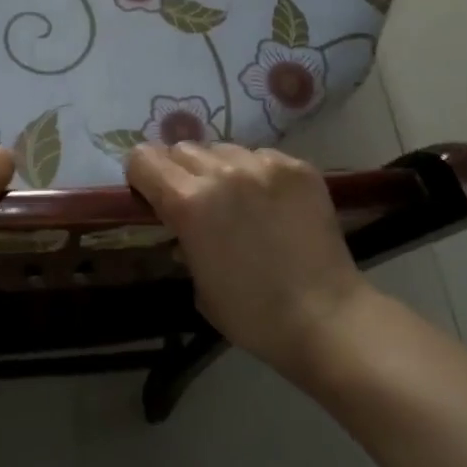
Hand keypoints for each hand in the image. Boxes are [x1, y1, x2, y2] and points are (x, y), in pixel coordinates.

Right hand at [126, 143, 369, 379]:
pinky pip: (262, 157)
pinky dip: (258, 174)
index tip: (150, 194)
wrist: (325, 317)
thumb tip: (181, 222)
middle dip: (179, 171)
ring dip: (220, 169)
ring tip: (238, 199)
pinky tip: (272, 204)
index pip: (143, 159)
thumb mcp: (197, 281)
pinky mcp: (298, 167)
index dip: (142, 176)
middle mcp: (221, 172)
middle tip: (196, 200)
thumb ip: (182, 238)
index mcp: (187, 201)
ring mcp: (263, 165)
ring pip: (223, 149)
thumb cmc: (251, 313)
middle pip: (181, 149)